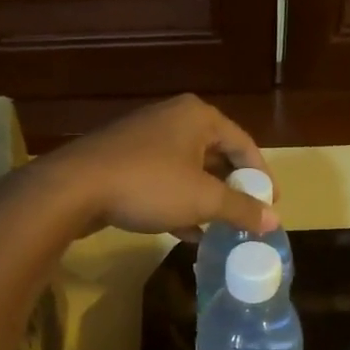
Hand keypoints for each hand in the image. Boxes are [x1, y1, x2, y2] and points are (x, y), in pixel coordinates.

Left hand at [36, 95, 275, 238]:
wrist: (74, 188)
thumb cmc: (148, 184)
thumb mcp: (202, 199)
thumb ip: (241, 209)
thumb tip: (275, 222)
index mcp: (198, 117)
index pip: (243, 143)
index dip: (261, 175)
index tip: (271, 204)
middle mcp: (173, 119)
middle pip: (216, 155)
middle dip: (232, 189)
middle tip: (247, 216)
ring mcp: (145, 139)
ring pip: (189, 171)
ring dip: (206, 200)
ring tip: (222, 229)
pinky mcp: (124, 160)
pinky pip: (164, 181)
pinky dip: (180, 203)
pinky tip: (188, 233)